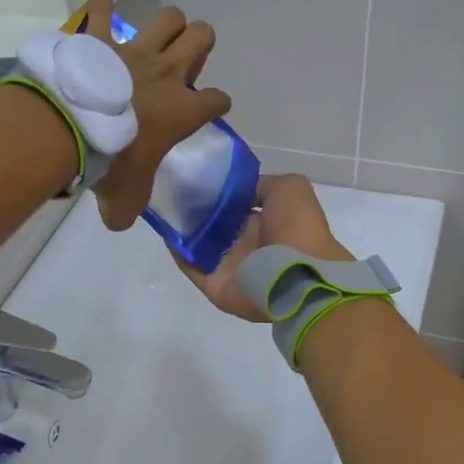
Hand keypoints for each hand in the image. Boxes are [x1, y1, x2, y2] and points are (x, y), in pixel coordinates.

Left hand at [79, 0, 231, 230]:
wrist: (73, 131)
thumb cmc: (112, 165)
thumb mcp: (126, 199)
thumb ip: (128, 210)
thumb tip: (119, 221)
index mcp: (182, 111)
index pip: (218, 101)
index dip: (217, 104)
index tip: (208, 111)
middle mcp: (167, 73)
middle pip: (202, 38)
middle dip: (199, 47)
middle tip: (181, 69)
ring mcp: (135, 52)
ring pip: (170, 17)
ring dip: (169, 24)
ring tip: (158, 38)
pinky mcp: (101, 40)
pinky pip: (103, 8)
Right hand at [174, 173, 352, 320]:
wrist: (299, 276)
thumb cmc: (297, 228)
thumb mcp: (289, 188)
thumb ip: (261, 185)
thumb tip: (236, 190)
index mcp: (268, 222)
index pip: (237, 206)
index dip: (219, 192)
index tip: (197, 176)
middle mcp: (248, 245)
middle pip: (216, 226)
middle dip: (197, 210)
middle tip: (175, 189)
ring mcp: (232, 268)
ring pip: (200, 247)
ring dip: (184, 230)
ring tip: (165, 206)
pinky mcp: (216, 286)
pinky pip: (191, 268)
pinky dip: (178, 252)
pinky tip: (166, 230)